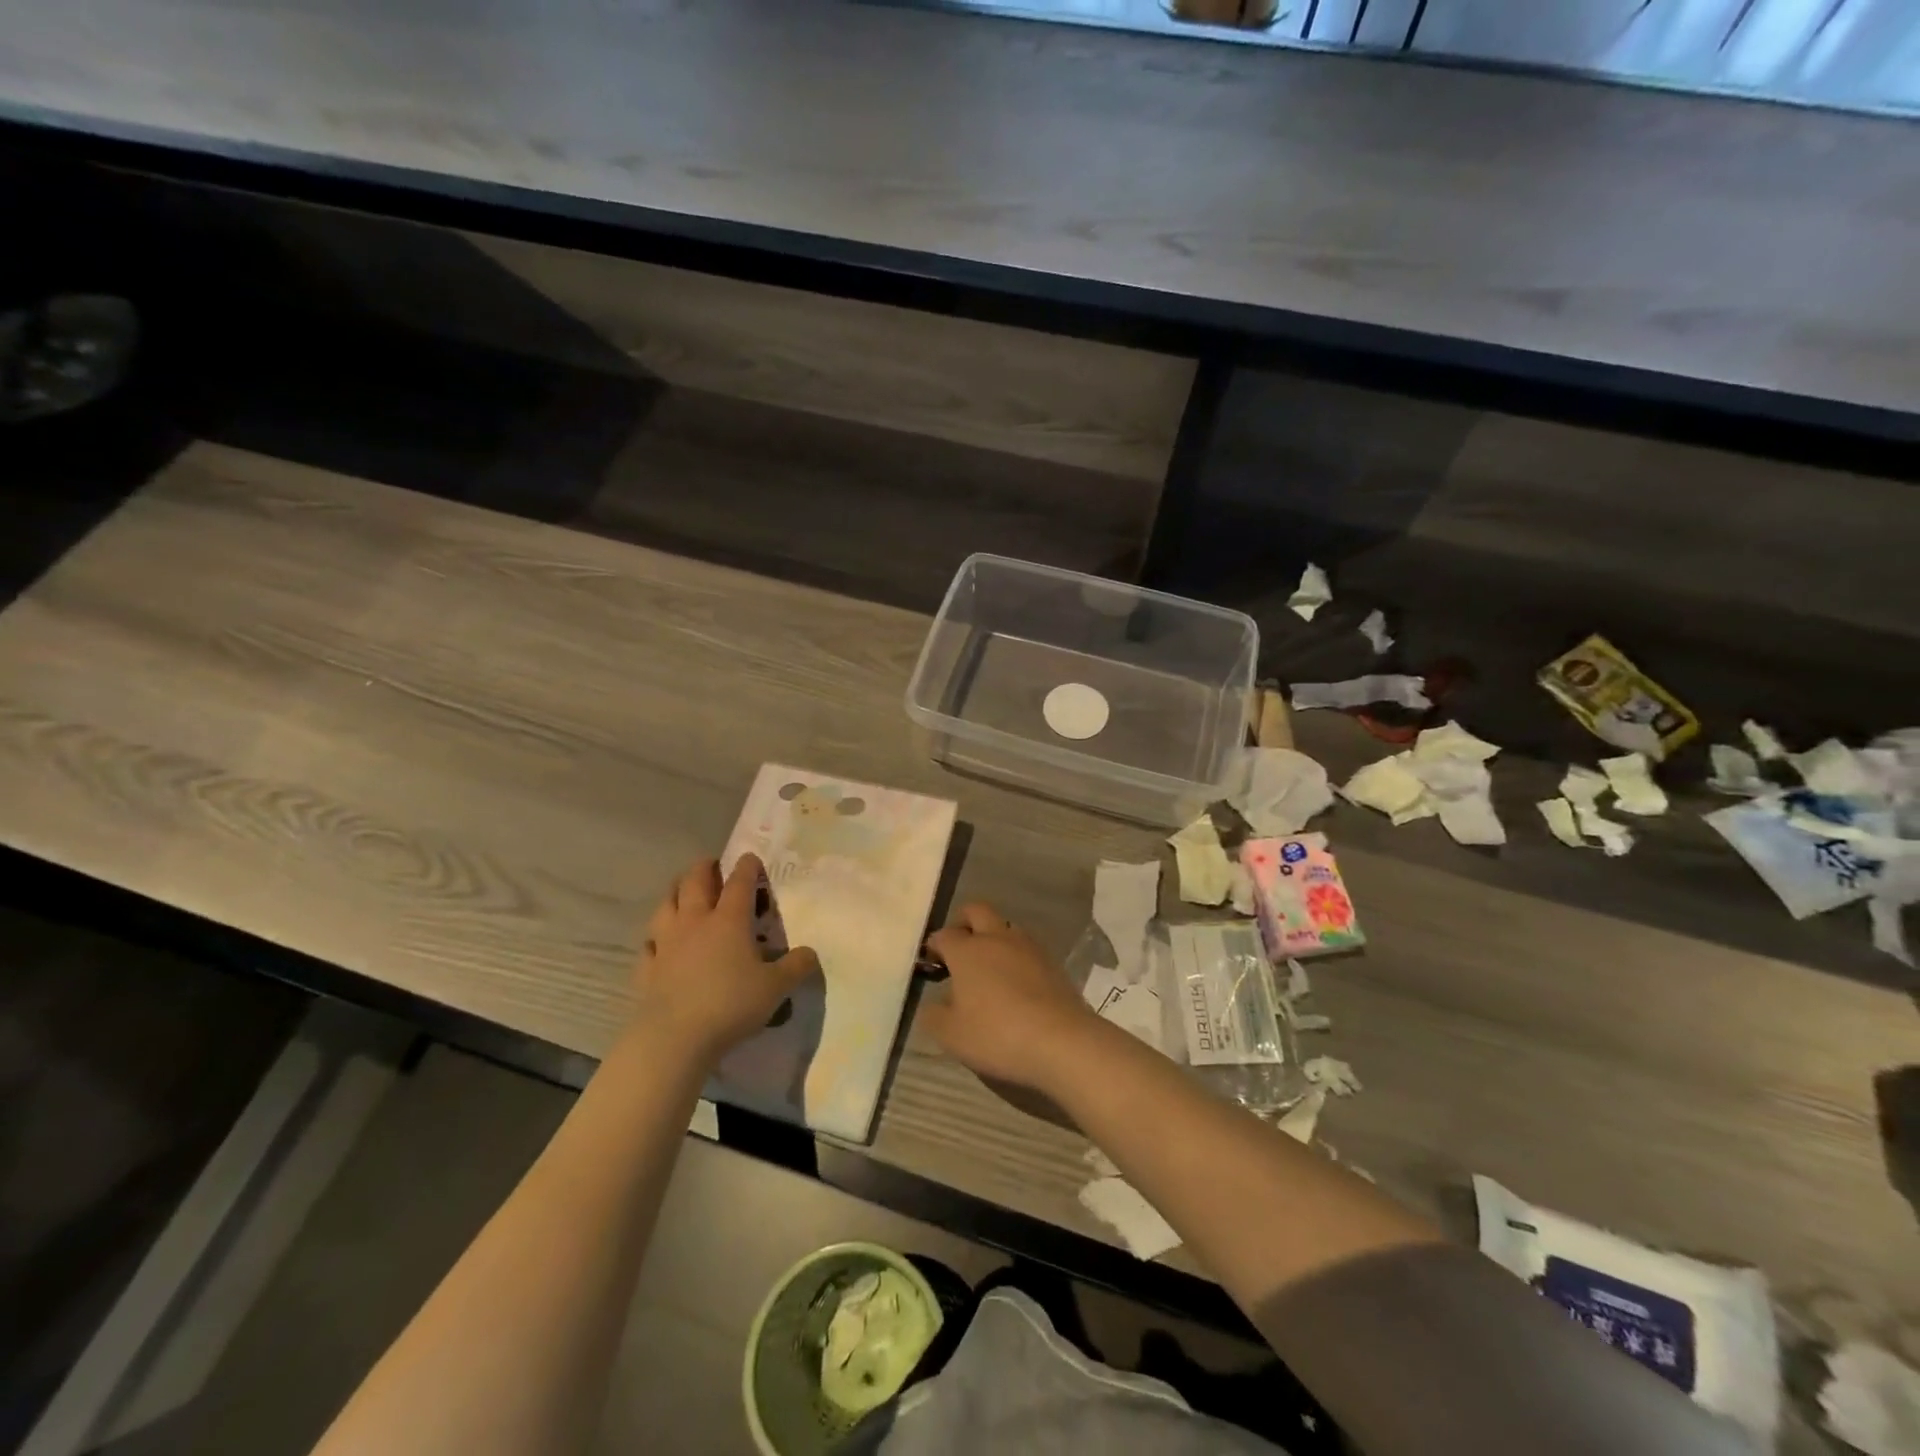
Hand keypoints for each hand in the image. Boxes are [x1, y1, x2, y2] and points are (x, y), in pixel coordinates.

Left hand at [632, 854, 819, 1064]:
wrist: (674, 1037)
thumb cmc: (731, 1004)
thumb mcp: (776, 987)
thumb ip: (796, 967)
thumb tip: (810, 953)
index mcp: (729, 920)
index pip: (739, 882)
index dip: (747, 867)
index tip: (751, 858)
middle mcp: (695, 922)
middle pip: (695, 882)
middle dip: (705, 868)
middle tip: (712, 865)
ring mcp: (667, 943)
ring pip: (666, 905)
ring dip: (675, 892)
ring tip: (681, 890)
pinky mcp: (647, 967)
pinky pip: (649, 943)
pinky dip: (656, 937)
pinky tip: (658, 942)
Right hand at [919, 903, 1097, 1092]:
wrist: (1061, 1041)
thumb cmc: (997, 1035)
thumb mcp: (951, 1035)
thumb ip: (933, 1016)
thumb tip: (932, 1004)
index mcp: (967, 950)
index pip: (944, 935)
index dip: (934, 946)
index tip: (932, 963)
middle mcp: (997, 938)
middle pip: (976, 910)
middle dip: (963, 922)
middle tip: (959, 949)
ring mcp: (1028, 947)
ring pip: (1005, 927)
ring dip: (993, 938)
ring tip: (989, 969)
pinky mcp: (1052, 962)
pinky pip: (1027, 949)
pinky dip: (1016, 958)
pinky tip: (1016, 984)